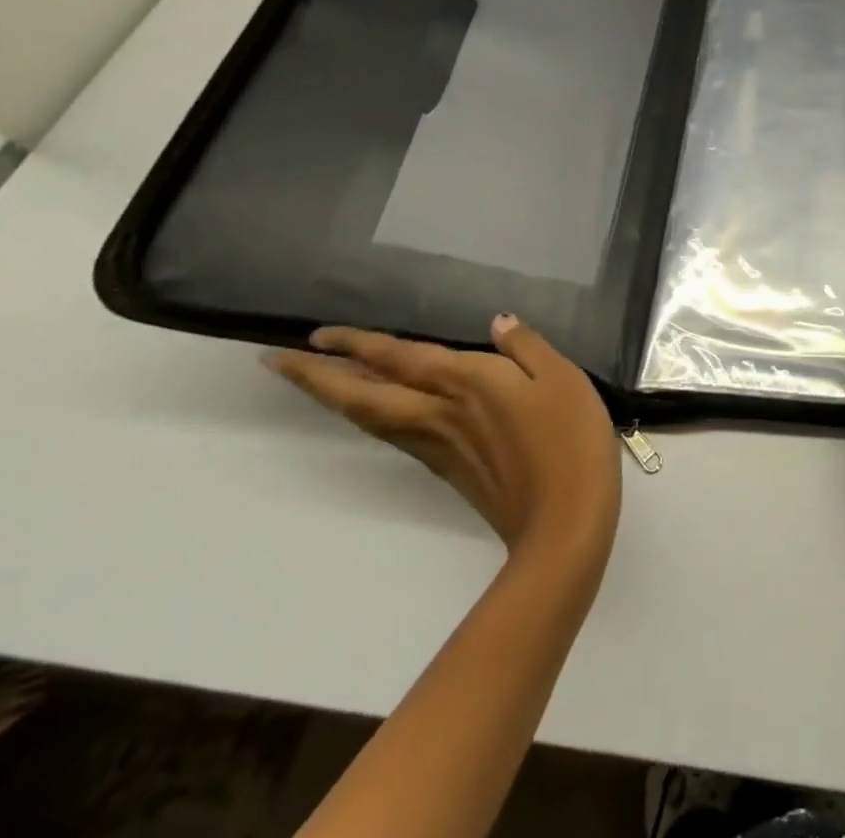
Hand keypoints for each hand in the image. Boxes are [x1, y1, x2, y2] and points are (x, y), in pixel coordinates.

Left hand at [268, 314, 620, 560]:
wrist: (563, 522)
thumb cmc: (568, 440)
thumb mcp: (562, 378)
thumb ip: (526, 347)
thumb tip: (498, 323)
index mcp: (466, 384)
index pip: (397, 359)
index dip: (356, 346)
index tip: (315, 335)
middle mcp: (439, 414)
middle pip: (364, 396)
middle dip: (317, 378)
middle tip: (275, 362)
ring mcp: (439, 447)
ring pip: (372, 419)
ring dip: (337, 398)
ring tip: (316, 380)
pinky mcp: (448, 470)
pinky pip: (395, 434)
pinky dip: (371, 416)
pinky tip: (379, 411)